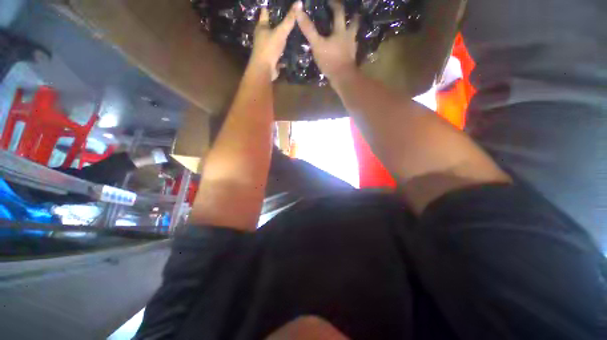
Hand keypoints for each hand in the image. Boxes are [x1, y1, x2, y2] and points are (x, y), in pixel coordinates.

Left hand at [250, 2, 300, 78]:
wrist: (265, 70)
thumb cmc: (269, 48)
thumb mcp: (281, 32)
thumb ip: (290, 19)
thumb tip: (299, 2)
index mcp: (261, 27)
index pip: (265, 12)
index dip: (269, 7)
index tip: (278, 4)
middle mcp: (262, 36)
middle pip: (270, 27)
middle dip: (278, 23)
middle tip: (290, 18)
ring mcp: (266, 48)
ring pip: (275, 40)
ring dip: (282, 38)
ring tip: (293, 33)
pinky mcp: (271, 59)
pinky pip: (279, 53)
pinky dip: (284, 52)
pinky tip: (292, 50)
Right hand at [295, 0, 359, 81]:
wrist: (343, 78)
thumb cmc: (330, 60)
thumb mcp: (317, 45)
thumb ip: (309, 29)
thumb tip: (298, 11)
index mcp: (341, 30)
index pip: (339, 11)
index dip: (334, 4)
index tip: (330, 2)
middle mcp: (349, 36)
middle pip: (353, 22)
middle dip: (352, 16)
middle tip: (350, 13)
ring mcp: (352, 48)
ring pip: (354, 36)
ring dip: (352, 31)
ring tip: (347, 31)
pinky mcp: (351, 59)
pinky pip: (351, 48)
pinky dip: (349, 46)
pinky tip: (345, 48)